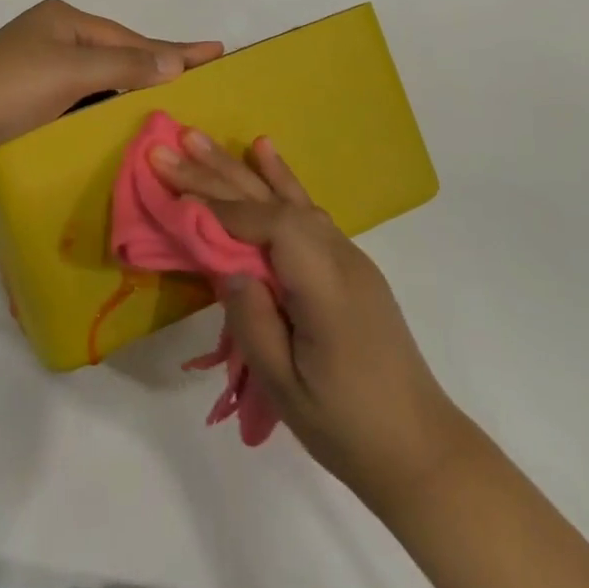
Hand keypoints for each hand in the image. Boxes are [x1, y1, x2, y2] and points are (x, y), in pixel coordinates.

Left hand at [0, 0, 221, 164]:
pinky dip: (104, 101)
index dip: (174, 48)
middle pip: (117, 52)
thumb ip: (125, 64)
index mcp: (65, 19)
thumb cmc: (8, 87)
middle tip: (201, 78)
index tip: (216, 51)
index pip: (132, 37)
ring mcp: (38, 61)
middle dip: (157, 65)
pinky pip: (80, 92)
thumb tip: (176, 61)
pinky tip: (121, 113)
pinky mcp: (27, 90)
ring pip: (99, 74)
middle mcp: (54, 33)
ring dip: (131, 86)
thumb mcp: (71, 72)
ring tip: (171, 97)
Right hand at [150, 131, 470, 511]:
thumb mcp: (286, 386)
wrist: (421, 449)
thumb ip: (251, 319)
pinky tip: (263, 151)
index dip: (221, 208)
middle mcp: (339, 257)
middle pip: (271, 202)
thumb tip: (226, 264)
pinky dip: (279, 178)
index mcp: (326, 287)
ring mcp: (347, 256)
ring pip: (286, 198)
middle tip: (168, 148)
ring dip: (239, 168)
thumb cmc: (347, 426)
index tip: (175, 195)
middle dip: (216, 175)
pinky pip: (306, 210)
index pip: (269, 226)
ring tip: (198, 137)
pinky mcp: (347, 263)